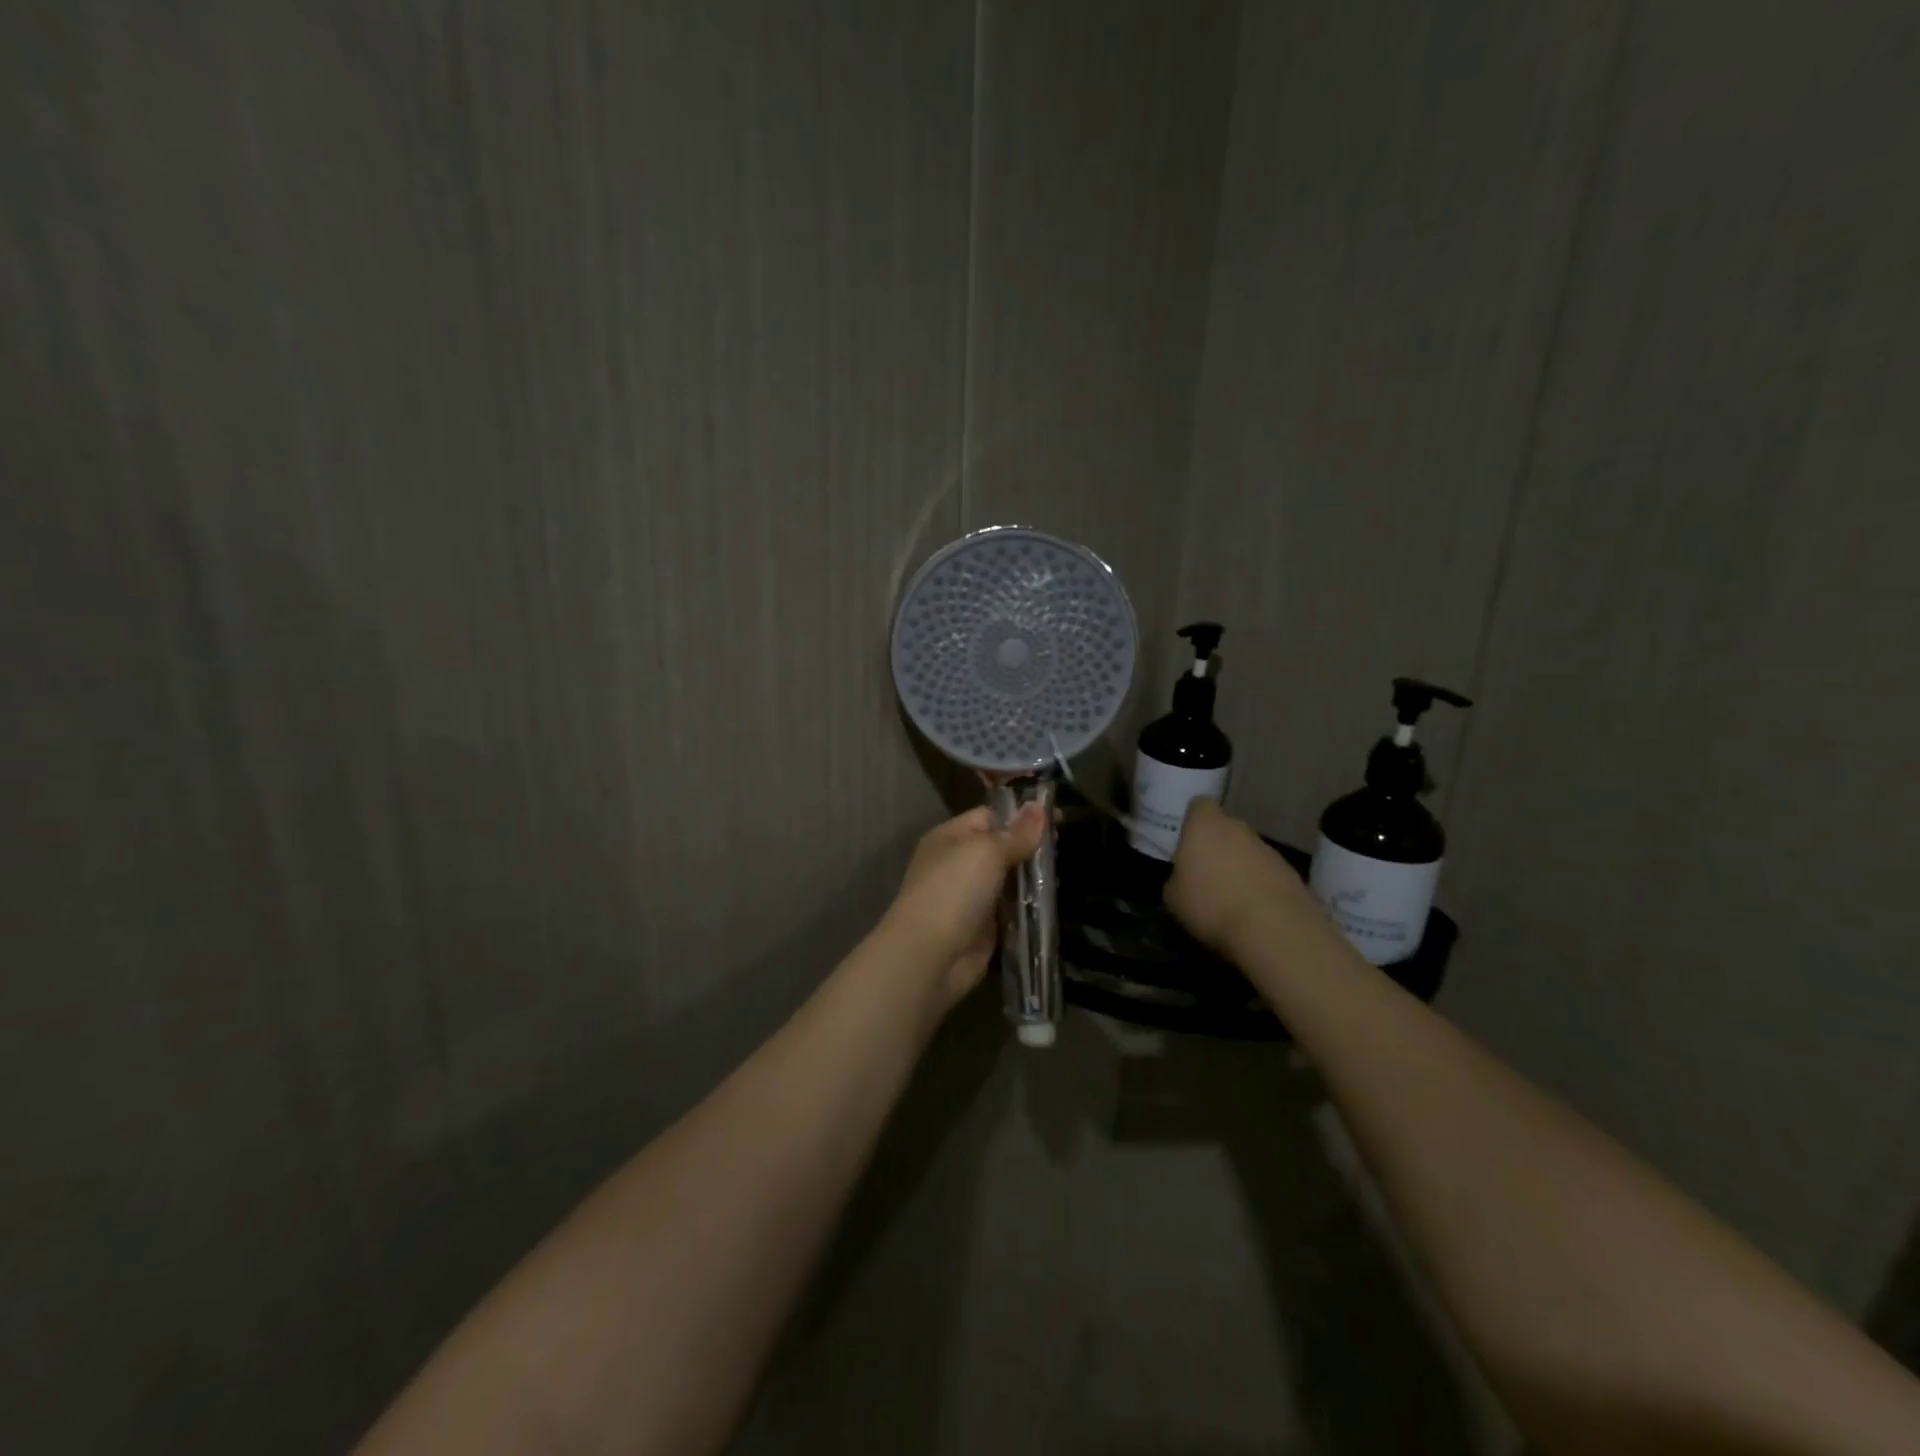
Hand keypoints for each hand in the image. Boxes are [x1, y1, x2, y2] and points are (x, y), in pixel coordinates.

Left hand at [881, 804, 1047, 1008]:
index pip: (990, 817)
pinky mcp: (983, 928)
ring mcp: (971, 897)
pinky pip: (1011, 911)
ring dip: (1033, 881)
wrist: (930, 954)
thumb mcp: (987, 851)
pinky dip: (1028, 909)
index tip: (1057, 820)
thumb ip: (1017, 834)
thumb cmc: (954, 890)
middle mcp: (959, 864)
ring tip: (1065, 874)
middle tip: (1065, 849)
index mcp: (951, 837)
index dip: (1021, 817)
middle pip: (1001, 849)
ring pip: (1009, 881)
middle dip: (1031, 850)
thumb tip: (1039, 807)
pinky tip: (1054, 903)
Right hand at [1167, 798, 1320, 953]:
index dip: (1193, 820)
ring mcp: (1267, 848)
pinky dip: (1258, 885)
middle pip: (1225, 828)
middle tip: (1204, 873)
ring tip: (1229, 897)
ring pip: (1246, 850)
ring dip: (1239, 866)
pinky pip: (1265, 872)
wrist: (1273, 927)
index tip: (1187, 841)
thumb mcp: (1173, 897)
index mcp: (1204, 825)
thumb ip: (1177, 878)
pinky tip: (1252, 910)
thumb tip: (1183, 879)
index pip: (1199, 805)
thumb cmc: (1210, 904)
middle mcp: (1237, 828)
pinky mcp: (1289, 871)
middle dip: (1216, 846)